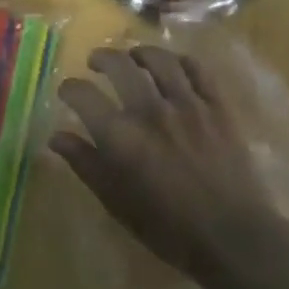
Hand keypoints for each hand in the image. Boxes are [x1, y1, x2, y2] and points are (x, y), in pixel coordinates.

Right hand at [51, 46, 288, 288]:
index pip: (82, 94)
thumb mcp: (115, 201)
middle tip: (96, 63)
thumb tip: (56, 137)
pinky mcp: (218, 106)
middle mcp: (150, 110)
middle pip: (120, 65)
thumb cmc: (167, 227)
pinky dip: (181, 62)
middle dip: (102, 58)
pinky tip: (174, 66)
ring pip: (160, 60)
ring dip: (140, 53)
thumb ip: (85, 164)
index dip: (69, 88)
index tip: (67, 91)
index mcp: (119, 135)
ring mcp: (188, 104)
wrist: (231, 236)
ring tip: (134, 58)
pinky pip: (197, 69)